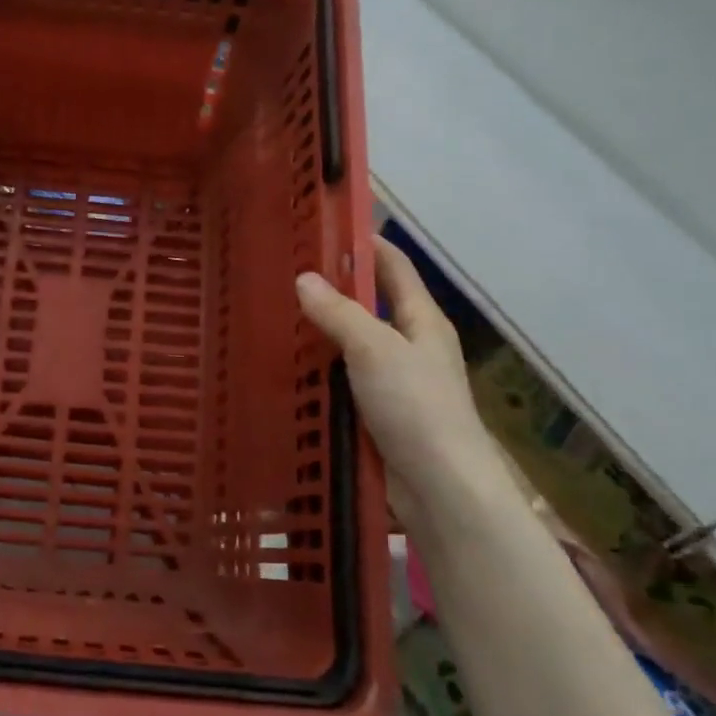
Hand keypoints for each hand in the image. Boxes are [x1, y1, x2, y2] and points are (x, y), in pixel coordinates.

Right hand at [296, 238, 492, 514]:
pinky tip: (287, 370)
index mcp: (422, 320)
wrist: (440, 489)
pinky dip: (319, 372)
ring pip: (352, 346)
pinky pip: (343, 381)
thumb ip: (339, 312)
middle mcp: (411, 345)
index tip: (324, 226)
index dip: (364, 243)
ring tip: (275, 317)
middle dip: (332, 289)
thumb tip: (304, 279)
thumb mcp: (375, 349)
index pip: (394, 266)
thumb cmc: (416, 406)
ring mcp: (394, 382)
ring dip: (321, 334)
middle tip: (283, 275)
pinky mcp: (378, 414)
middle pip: (370, 305)